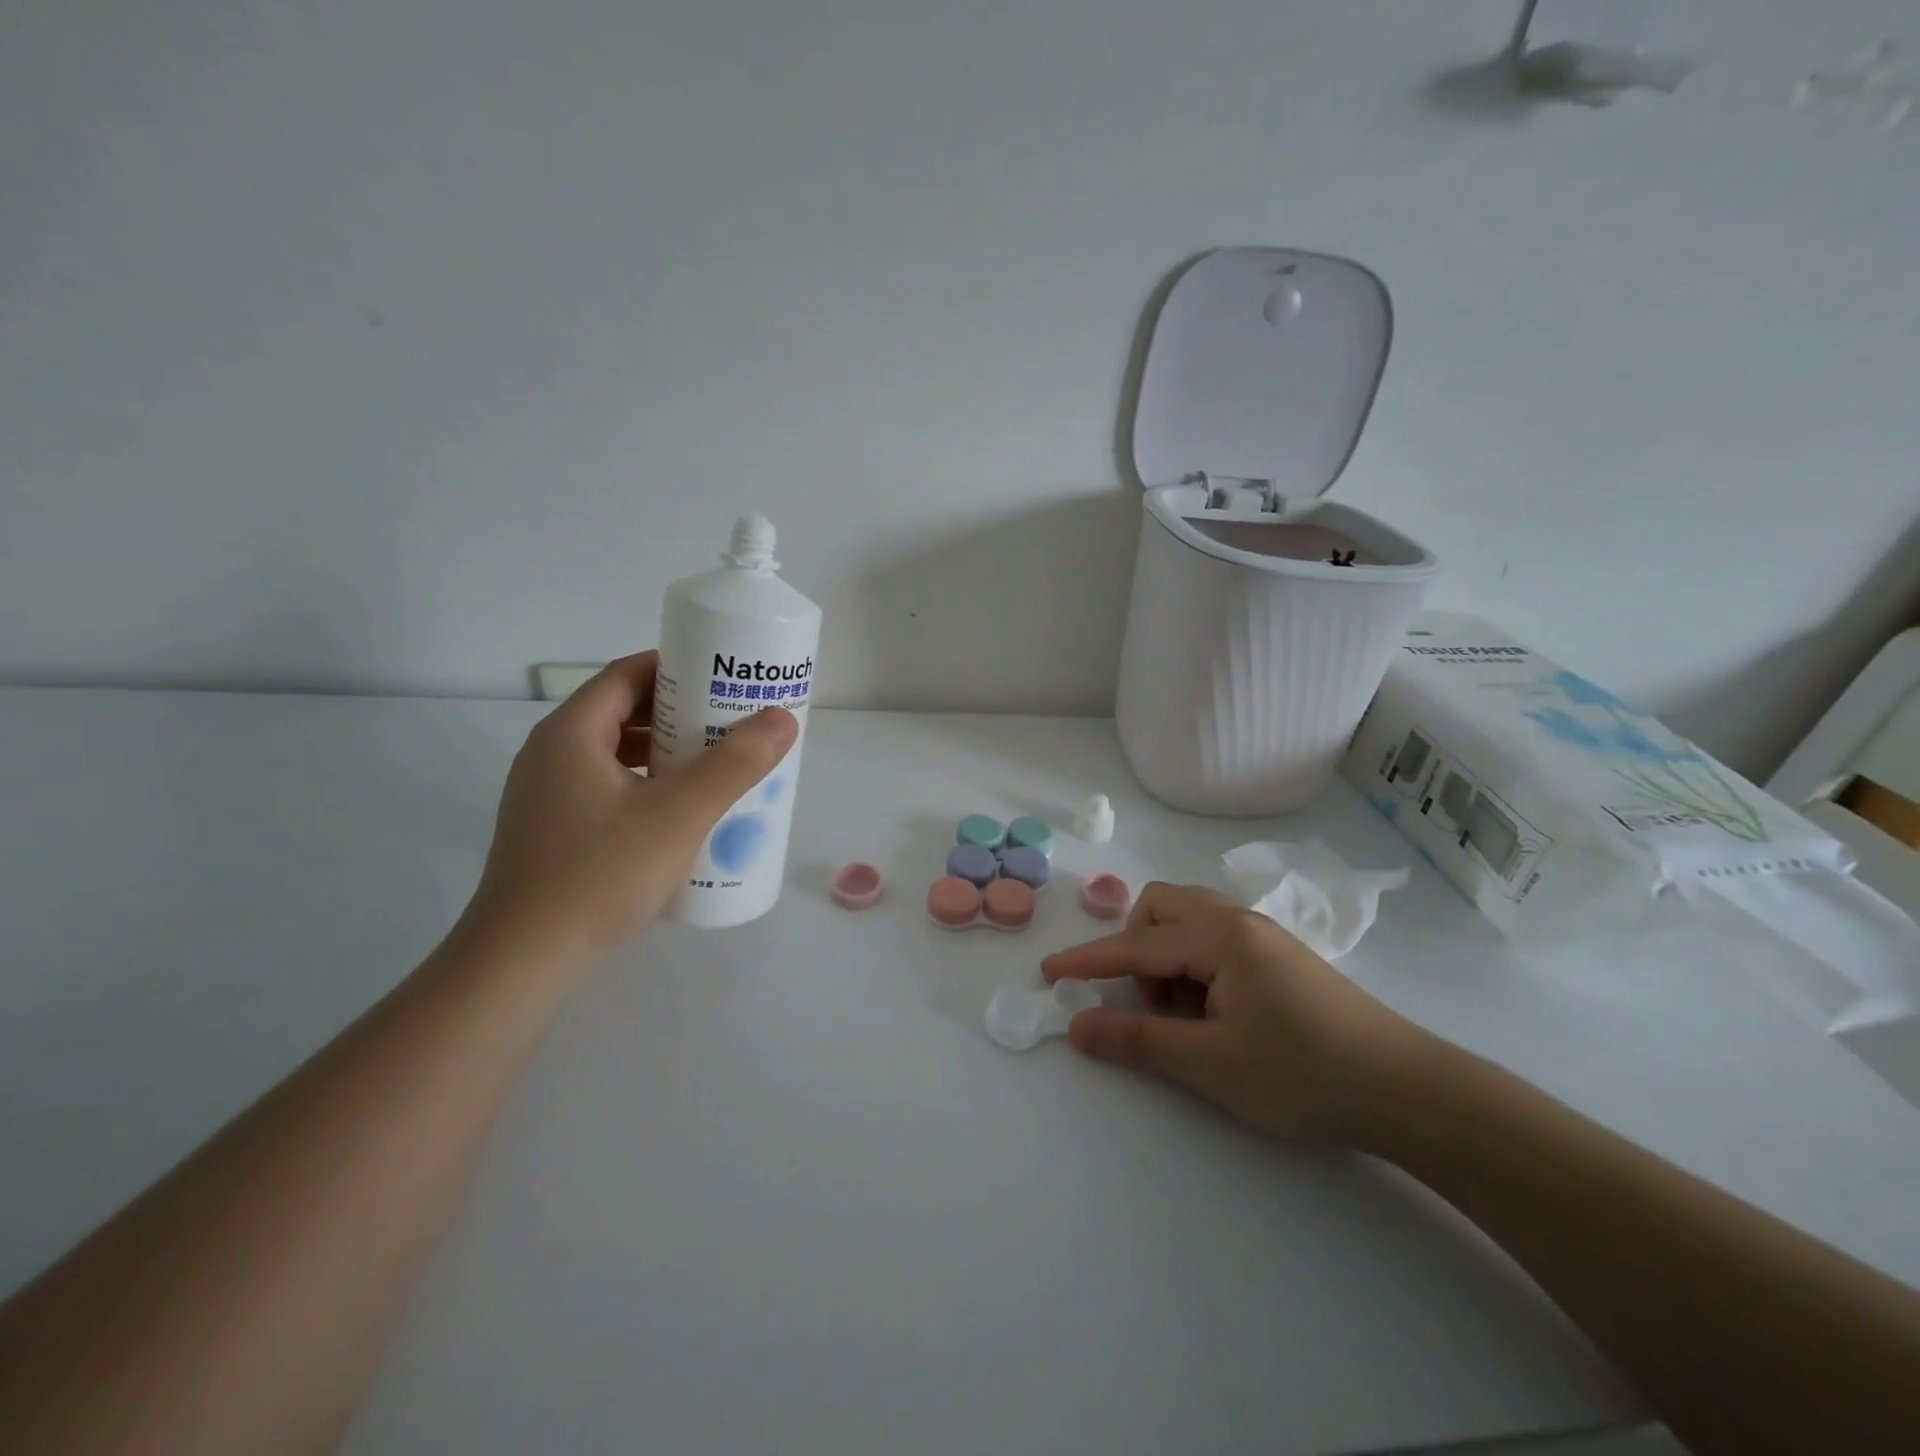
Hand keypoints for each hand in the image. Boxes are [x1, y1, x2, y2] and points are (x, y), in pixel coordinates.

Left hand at [464, 652, 797, 971]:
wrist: (523, 963)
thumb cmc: (601, 875)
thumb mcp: (680, 814)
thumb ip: (734, 764)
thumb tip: (782, 719)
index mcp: (571, 734)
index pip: (628, 674)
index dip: (679, 668)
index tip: (726, 678)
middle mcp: (552, 754)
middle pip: (622, 711)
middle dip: (680, 712)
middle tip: (733, 722)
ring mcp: (548, 796)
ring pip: (616, 753)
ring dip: (666, 750)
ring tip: (718, 763)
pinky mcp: (554, 831)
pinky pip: (609, 787)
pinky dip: (648, 783)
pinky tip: (681, 812)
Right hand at [1042, 883, 1429, 1144]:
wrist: (1410, 1092)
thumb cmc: (1305, 1075)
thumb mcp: (1212, 1064)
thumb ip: (1138, 1040)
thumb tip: (1077, 1024)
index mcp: (1219, 937)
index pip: (1135, 945)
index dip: (1088, 960)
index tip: (1048, 972)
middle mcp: (1237, 921)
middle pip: (1161, 909)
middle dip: (1135, 950)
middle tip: (1147, 1005)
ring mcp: (1262, 937)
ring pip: (1189, 924)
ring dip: (1166, 961)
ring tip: (1184, 1017)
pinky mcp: (1279, 958)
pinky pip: (1215, 943)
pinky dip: (1195, 969)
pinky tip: (1217, 1016)